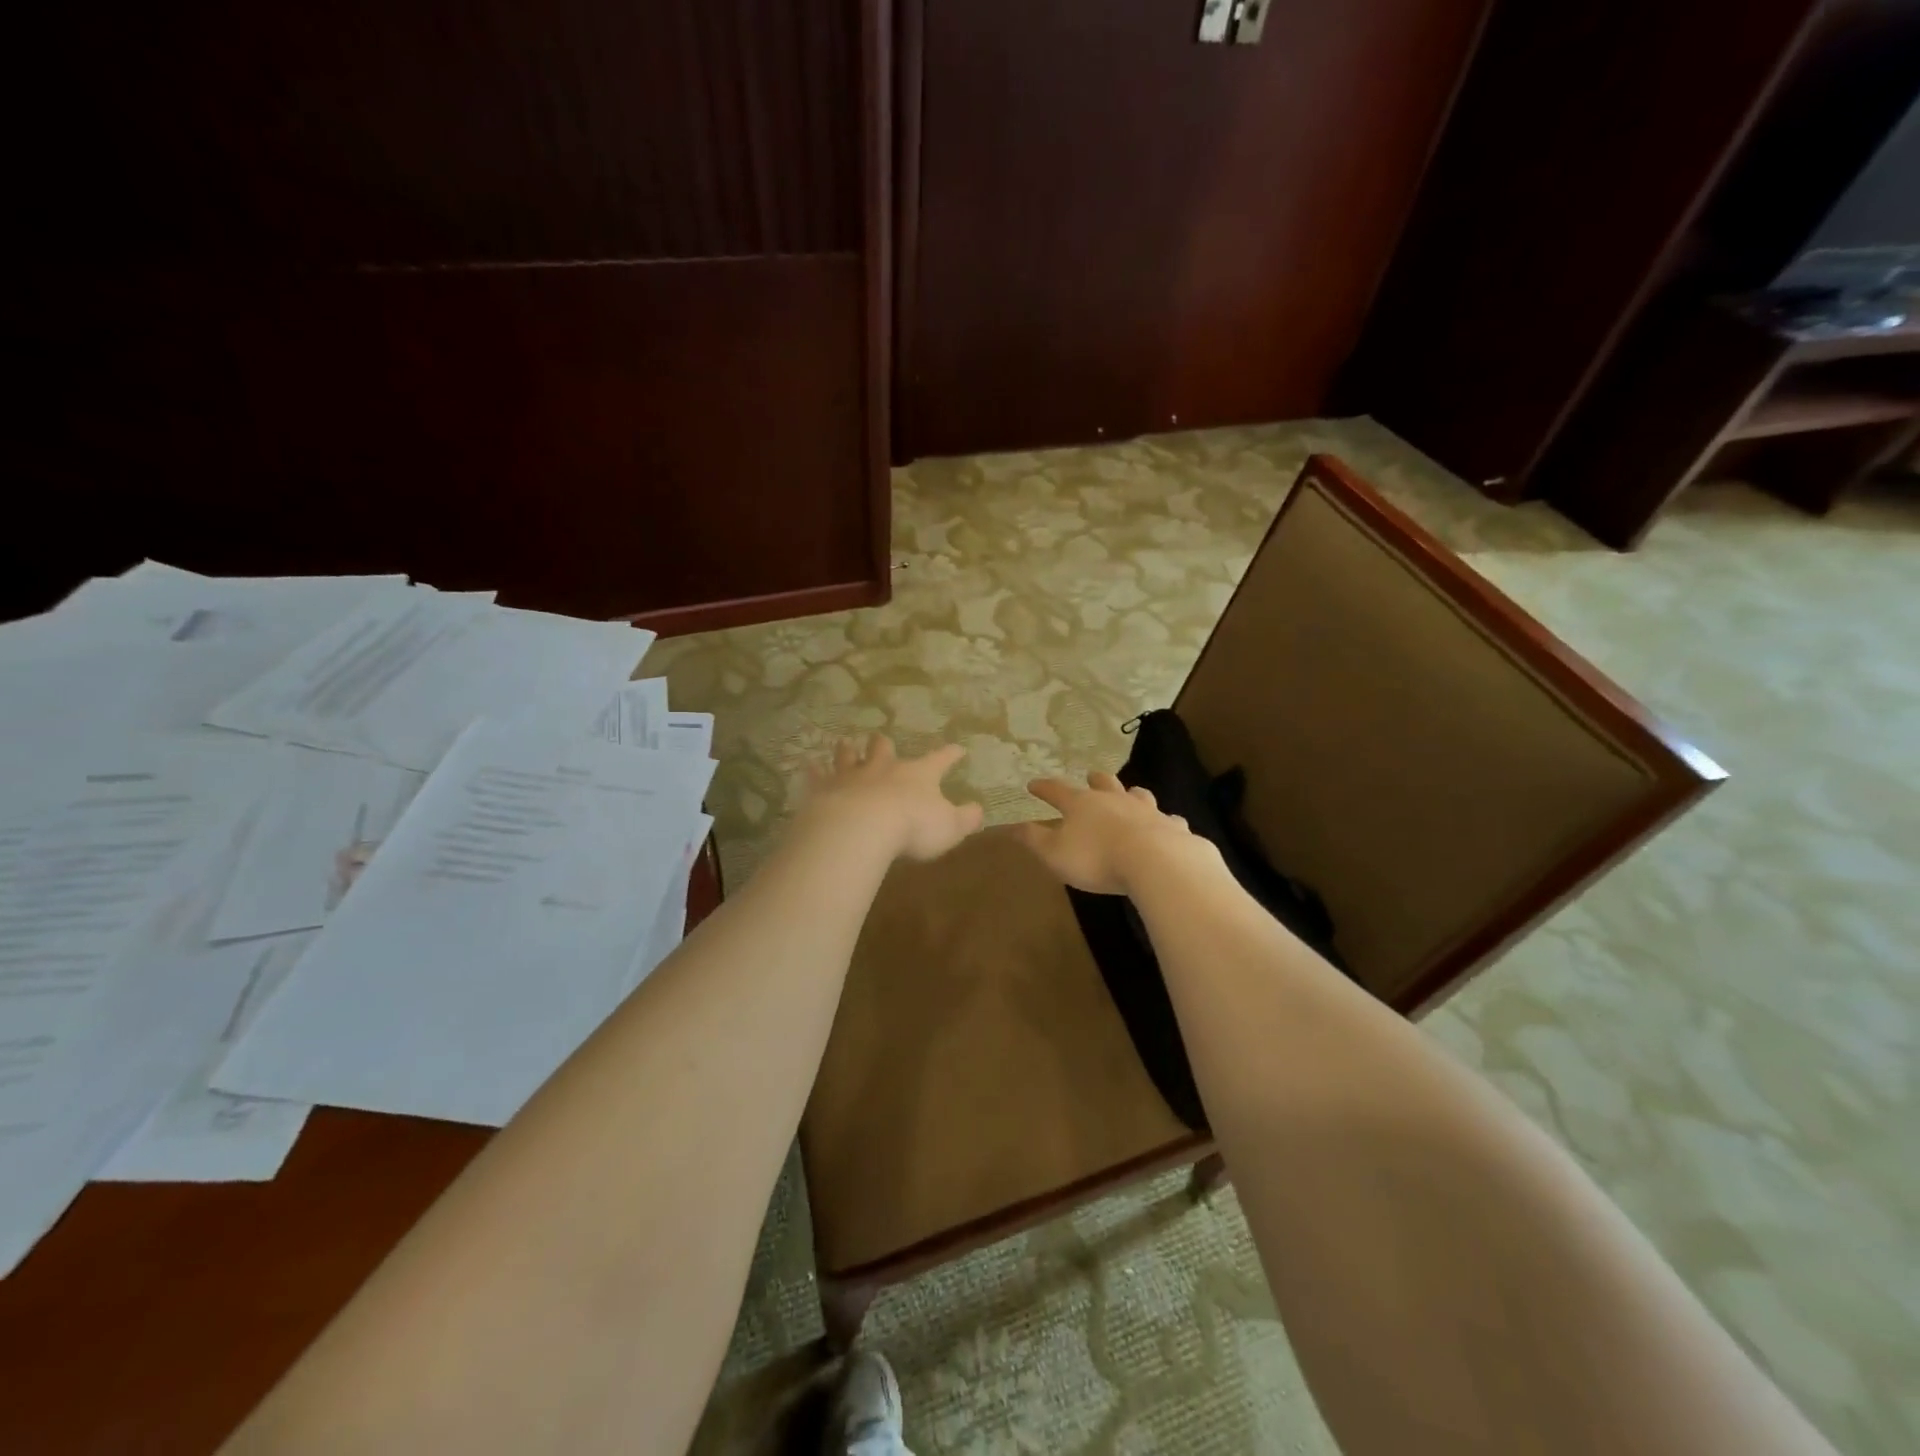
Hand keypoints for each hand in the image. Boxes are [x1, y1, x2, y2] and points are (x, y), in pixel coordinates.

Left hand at [800, 736, 984, 861]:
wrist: (862, 828)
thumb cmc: (912, 827)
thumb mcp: (950, 827)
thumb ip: (966, 819)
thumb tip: (980, 810)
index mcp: (919, 775)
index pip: (940, 760)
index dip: (950, 755)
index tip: (958, 748)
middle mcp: (885, 768)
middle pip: (884, 748)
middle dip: (884, 745)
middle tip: (880, 739)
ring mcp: (852, 776)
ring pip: (849, 755)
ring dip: (848, 750)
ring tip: (844, 743)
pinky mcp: (825, 789)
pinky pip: (818, 776)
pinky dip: (814, 771)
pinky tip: (809, 765)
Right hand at [1016, 773, 1217, 894]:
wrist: (1155, 862)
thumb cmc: (1096, 858)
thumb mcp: (1054, 853)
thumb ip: (1033, 839)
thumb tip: (1010, 825)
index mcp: (1082, 804)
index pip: (1056, 791)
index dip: (1043, 788)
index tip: (1033, 784)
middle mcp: (1114, 799)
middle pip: (1103, 783)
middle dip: (1094, 780)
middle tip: (1090, 777)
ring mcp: (1146, 810)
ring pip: (1137, 794)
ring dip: (1130, 794)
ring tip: (1130, 794)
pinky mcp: (1171, 826)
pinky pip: (1167, 819)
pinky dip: (1164, 821)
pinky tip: (1166, 825)